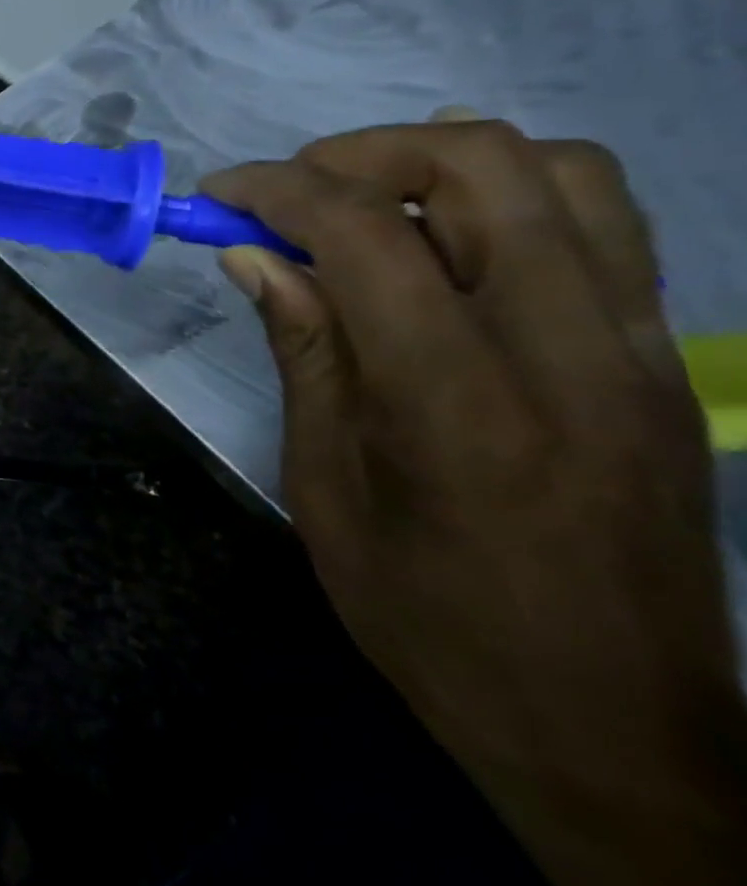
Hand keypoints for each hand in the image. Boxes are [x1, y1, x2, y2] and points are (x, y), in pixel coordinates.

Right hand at [204, 110, 746, 885]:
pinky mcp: (664, 362)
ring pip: (564, 173)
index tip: (220, 195)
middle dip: (363, 152)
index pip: (367, 234)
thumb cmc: (430, 619)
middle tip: (292, 193)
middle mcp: (567, 350)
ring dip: (443, 162)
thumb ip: (303, 353)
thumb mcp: (325, 489)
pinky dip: (511, 197)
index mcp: (456, 400)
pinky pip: (602, 226)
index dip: (280, 190)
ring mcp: (637, 350)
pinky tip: (446, 237)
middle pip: (484, 165)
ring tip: (368, 203)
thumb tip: (254, 258)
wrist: (615, 733)